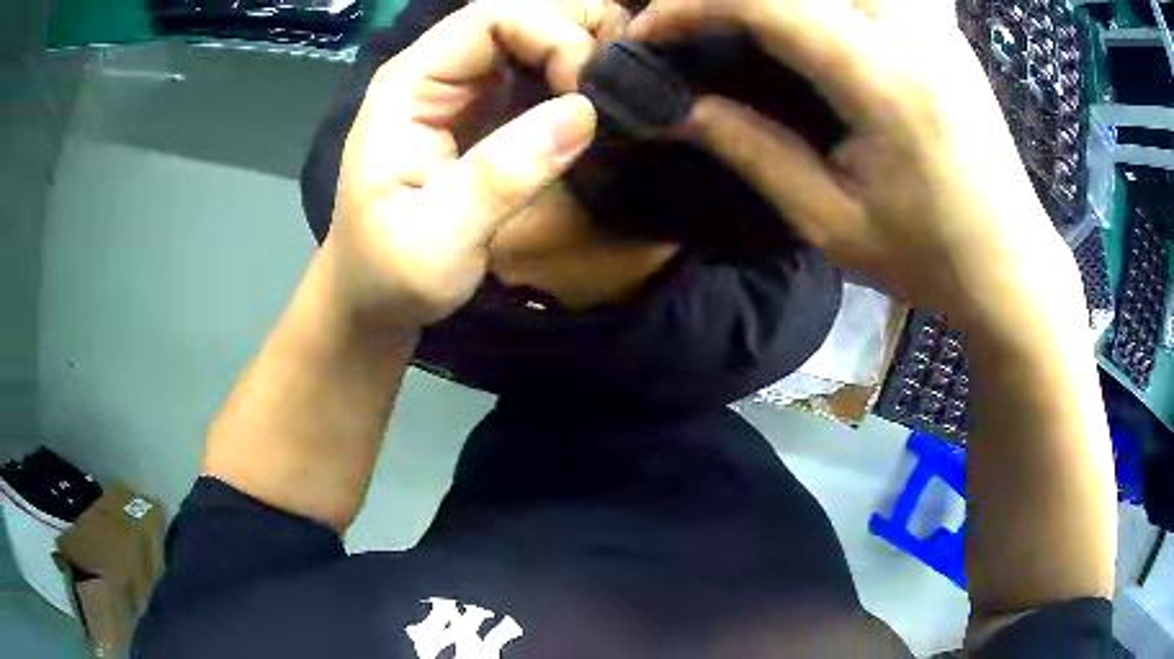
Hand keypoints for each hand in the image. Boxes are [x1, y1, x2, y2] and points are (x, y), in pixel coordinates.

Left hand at [323, 0, 600, 330]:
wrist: (372, 298)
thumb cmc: (389, 274)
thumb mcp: (437, 239)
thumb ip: (502, 176)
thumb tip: (583, 113)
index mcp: (408, 87)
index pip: (488, 19)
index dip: (550, 35)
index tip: (590, 89)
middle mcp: (434, 73)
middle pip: (515, 18)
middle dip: (574, 38)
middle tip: (621, 84)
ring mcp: (459, 90)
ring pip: (529, 40)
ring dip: (579, 56)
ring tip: (622, 92)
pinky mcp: (482, 113)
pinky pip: (534, 75)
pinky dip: (573, 81)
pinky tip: (600, 106)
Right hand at [629, 0, 1083, 328]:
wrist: (1011, 265)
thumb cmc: (929, 259)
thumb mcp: (831, 222)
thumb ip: (752, 150)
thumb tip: (677, 110)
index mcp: (883, 81)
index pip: (767, 2)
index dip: (690, 4)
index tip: (648, 31)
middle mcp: (911, 32)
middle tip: (690, 20)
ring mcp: (934, 24)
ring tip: (744, 22)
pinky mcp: (944, 29)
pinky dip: (828, 0)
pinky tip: (815, 22)